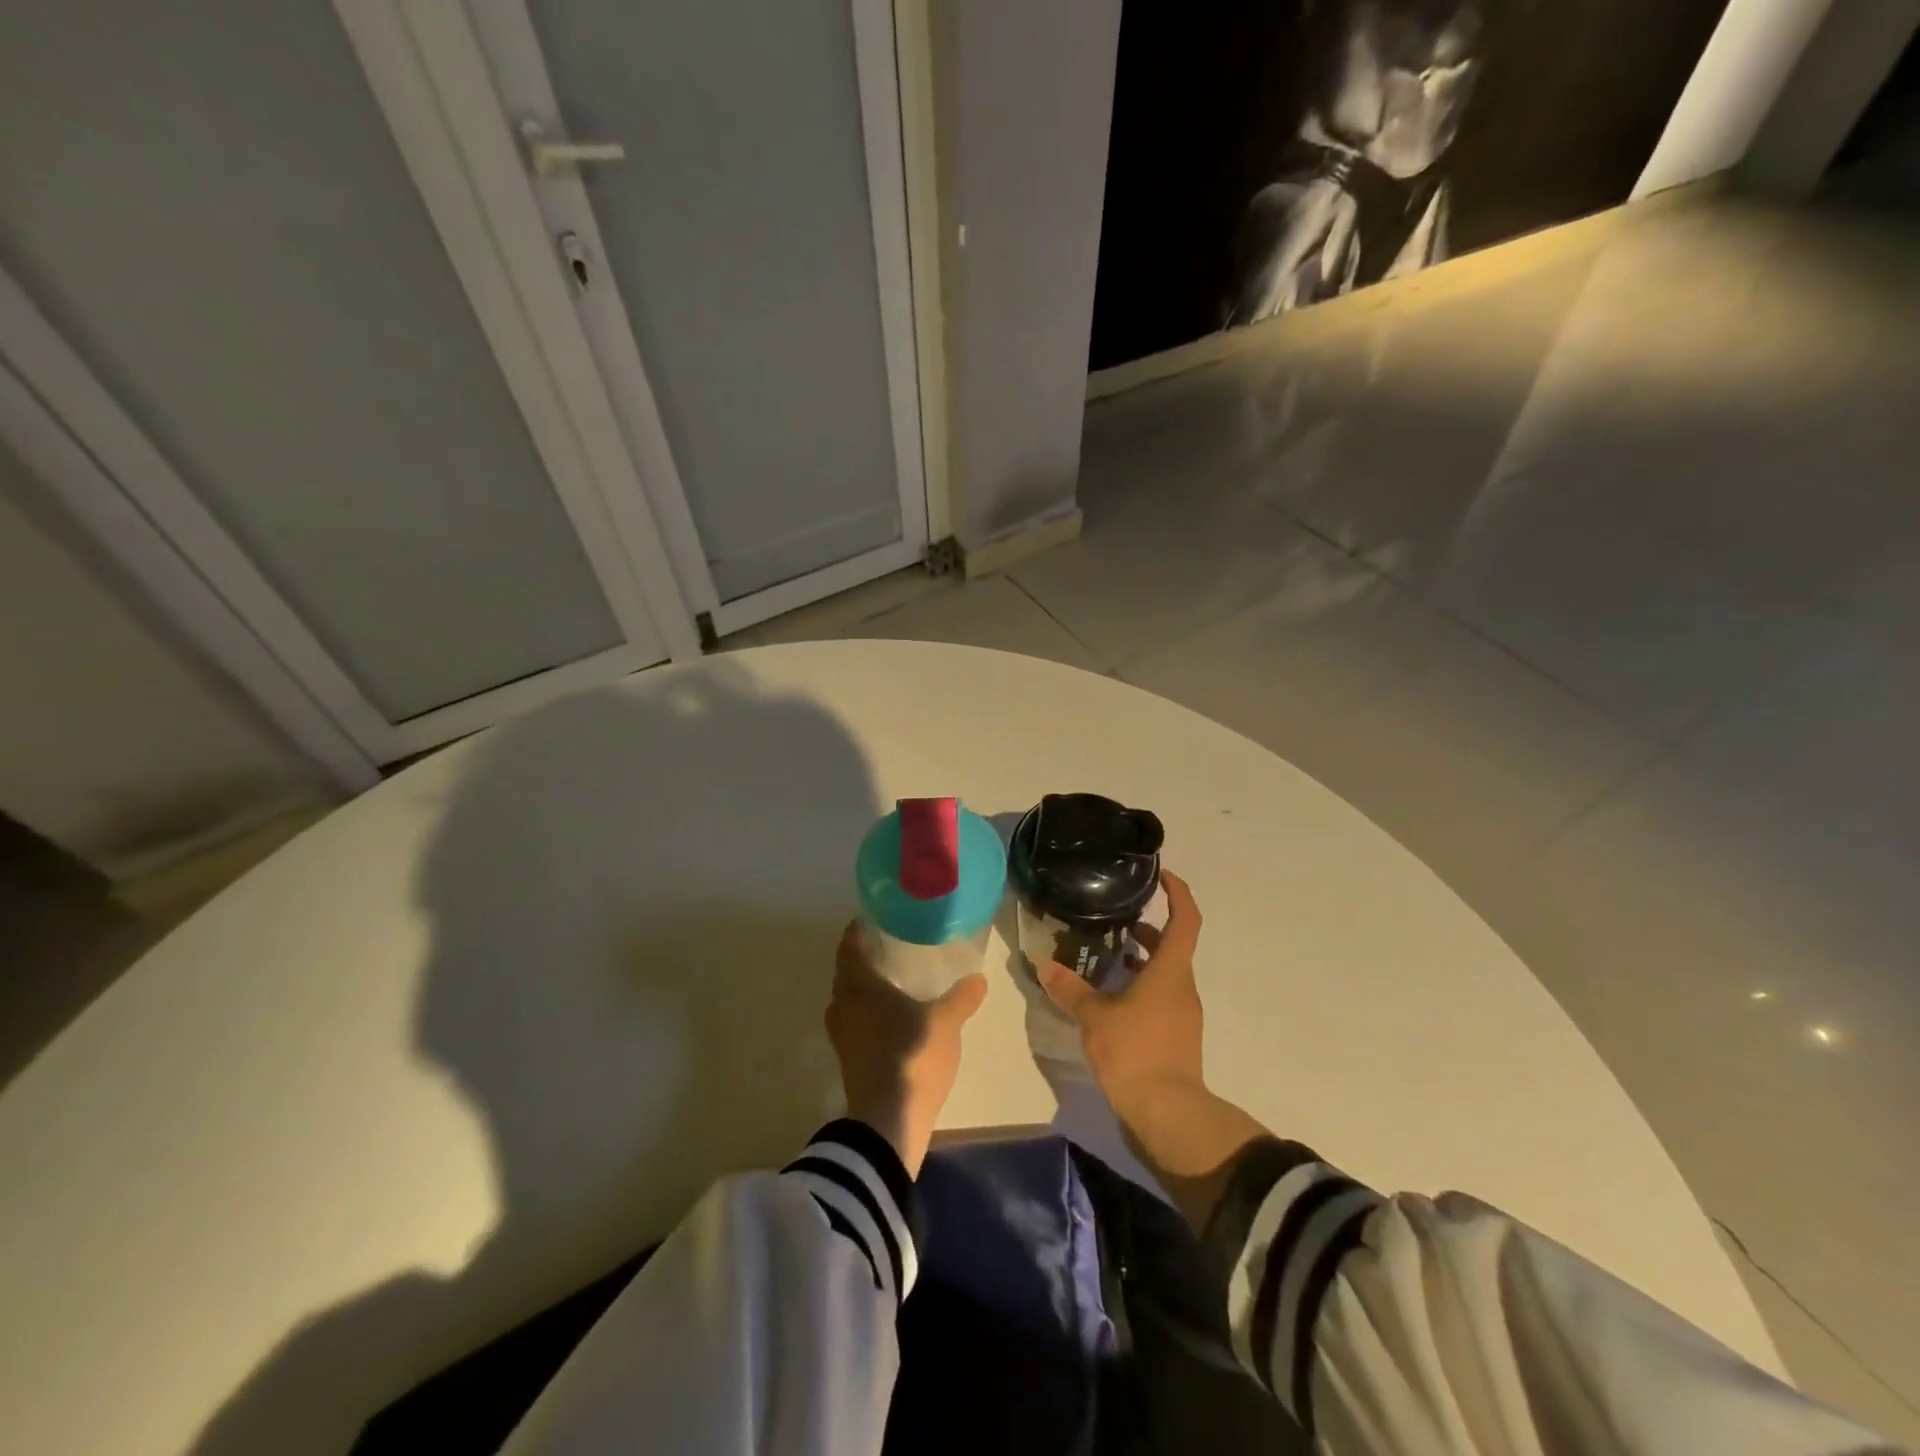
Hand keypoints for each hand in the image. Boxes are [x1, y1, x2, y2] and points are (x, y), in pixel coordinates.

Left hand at [825, 922, 987, 1176]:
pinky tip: (890, 1019)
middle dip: (863, 960)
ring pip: (848, 1001)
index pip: (850, 947)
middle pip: (846, 973)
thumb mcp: (945, 1023)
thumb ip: (961, 998)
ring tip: (892, 982)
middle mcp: (843, 1006)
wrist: (887, 1123)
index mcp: (859, 986)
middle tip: (889, 948)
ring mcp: (842, 1036)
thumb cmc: (912, 1057)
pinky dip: (867, 1014)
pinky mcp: (848, 1060)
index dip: (859, 931)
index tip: (874, 919)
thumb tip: (978, 978)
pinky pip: (854, 1023)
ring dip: (863, 989)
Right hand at [1038, 870, 1265, 1230]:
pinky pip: (1159, 996)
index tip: (1161, 874)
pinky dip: (1138, 984)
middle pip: (1172, 945)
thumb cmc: (1136, 1052)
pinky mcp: (1175, 1035)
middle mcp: (1182, 986)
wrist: (1168, 1114)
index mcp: (1171, 971)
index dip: (1178, 892)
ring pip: (1164, 972)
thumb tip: (1044, 965)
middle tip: (1114, 916)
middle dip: (1147, 927)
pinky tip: (1108, 994)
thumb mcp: (1095, 1018)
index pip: (1185, 919)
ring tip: (1103, 952)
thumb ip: (1070, 989)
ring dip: (1140, 958)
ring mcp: (1182, 1013)